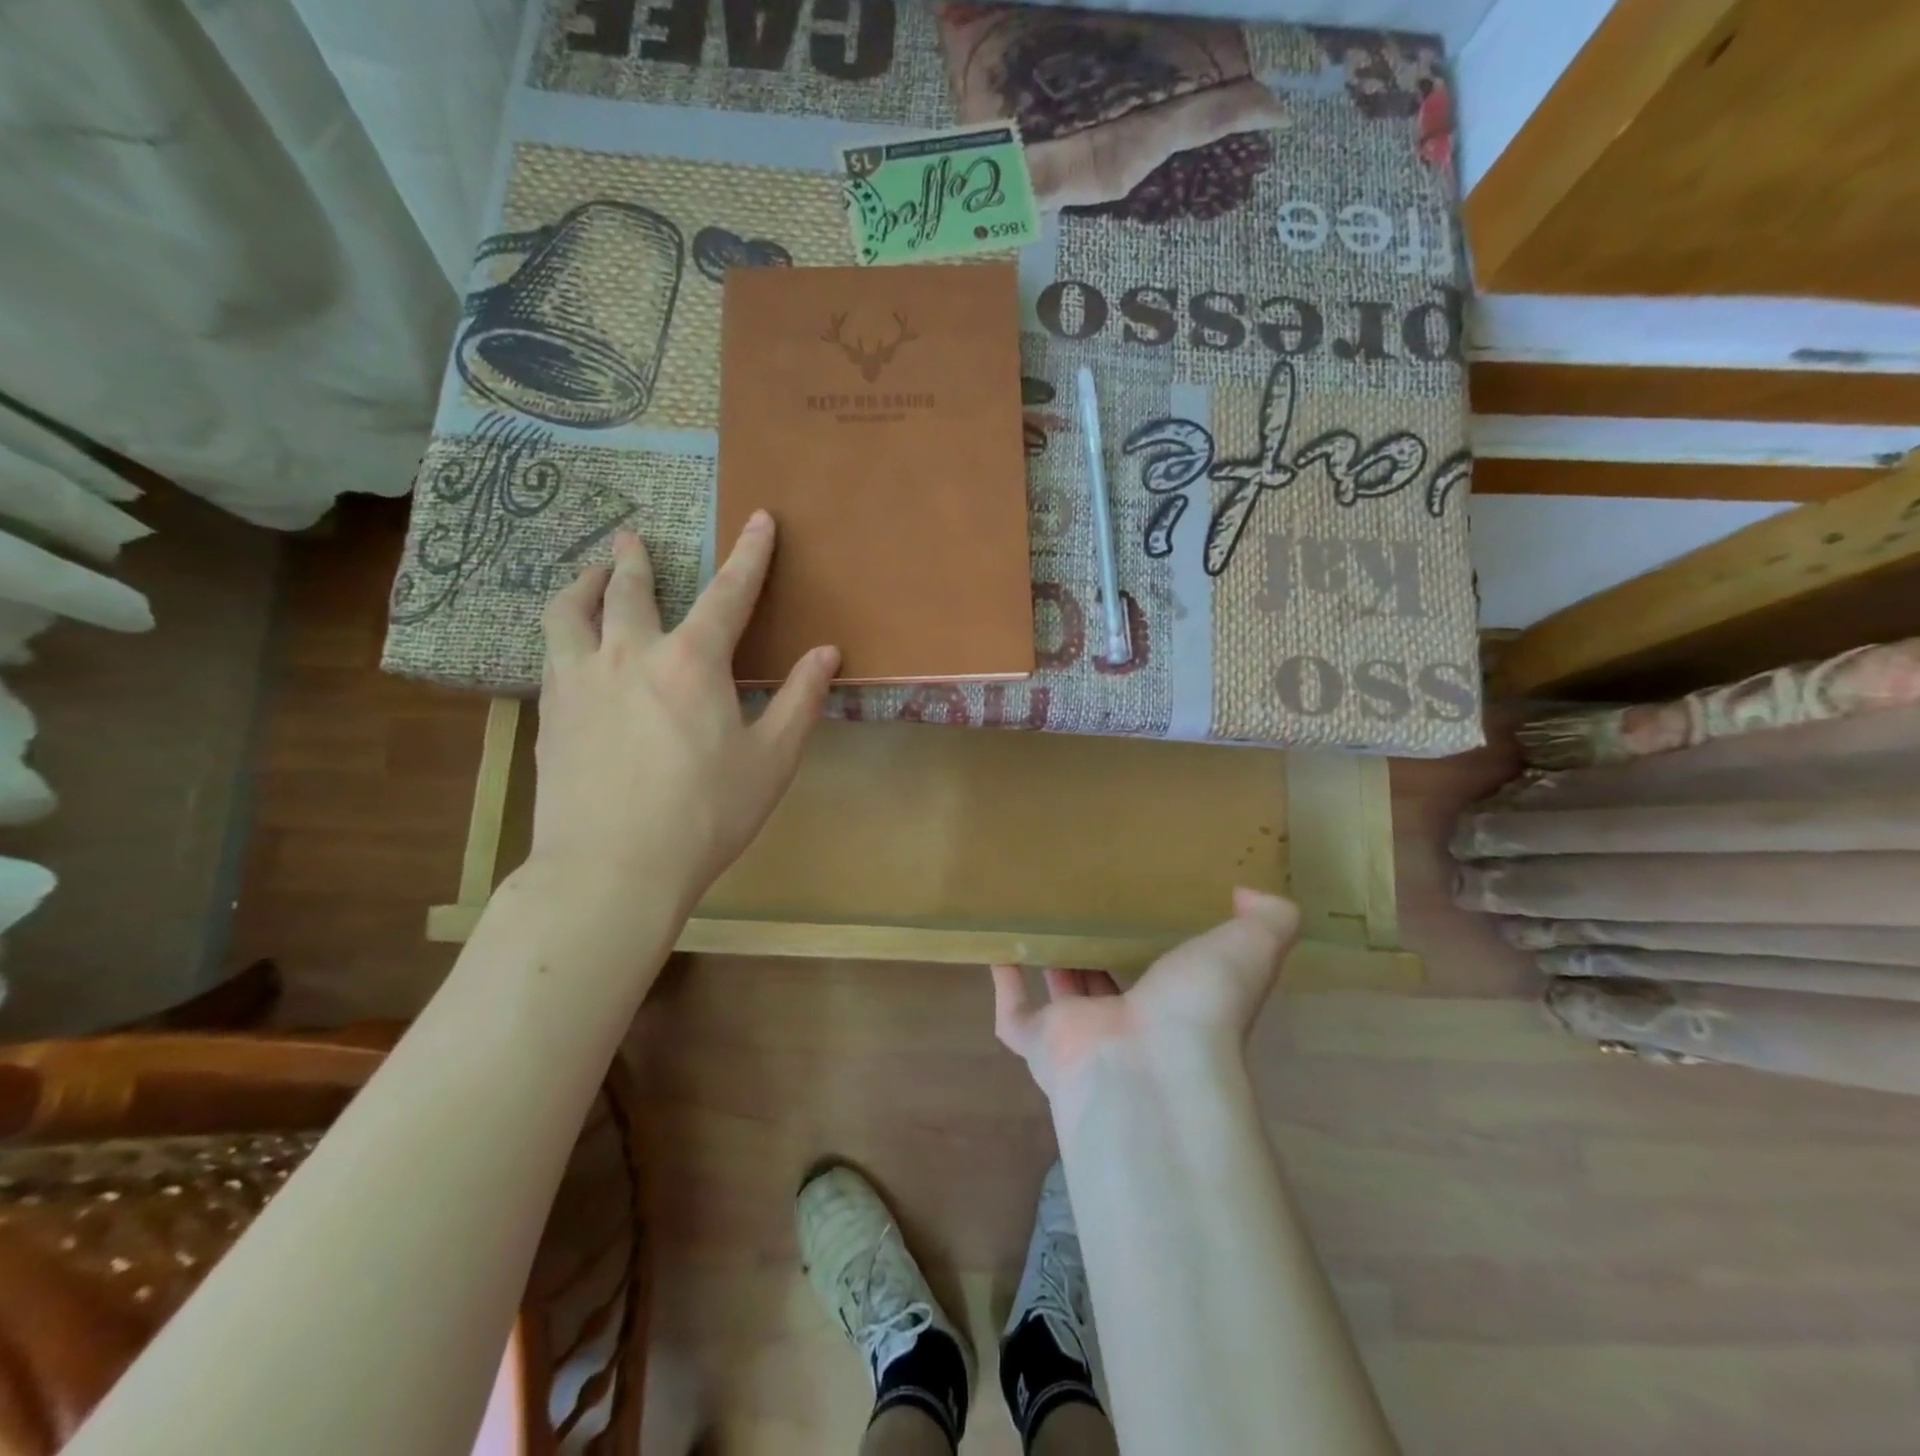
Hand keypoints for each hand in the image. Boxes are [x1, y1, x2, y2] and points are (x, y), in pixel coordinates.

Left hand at [531, 514, 837, 906]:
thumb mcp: (771, 761)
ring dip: (582, 586)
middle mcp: (628, 656)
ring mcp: (579, 683)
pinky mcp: (549, 716)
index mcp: (691, 663)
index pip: (728, 593)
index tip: (758, 518)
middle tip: (632, 537)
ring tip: (589, 577)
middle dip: (636, 559)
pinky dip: (563, 637)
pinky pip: (550, 657)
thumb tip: (826, 653)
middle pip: (629, 590)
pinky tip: (569, 652)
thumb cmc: (706, 815)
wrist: (612, 869)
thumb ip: (800, 701)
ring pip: (568, 614)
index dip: (749, 554)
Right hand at [990, 889, 1298, 1101]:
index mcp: (1177, 1006)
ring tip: (1040, 919)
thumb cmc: (1199, 1009)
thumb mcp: (1248, 950)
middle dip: (1098, 954)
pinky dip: (1003, 985)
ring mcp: (1080, 1035)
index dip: (1158, 950)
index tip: (1146, 907)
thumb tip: (1251, 895)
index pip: (1165, 977)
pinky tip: (996, 947)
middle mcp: (1128, 1023)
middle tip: (1083, 908)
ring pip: (1060, 997)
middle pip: (1108, 985)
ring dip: (1051, 963)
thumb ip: (1269, 920)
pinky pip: (1013, 1015)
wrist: (1149, 1071)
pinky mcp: (1040, 1044)